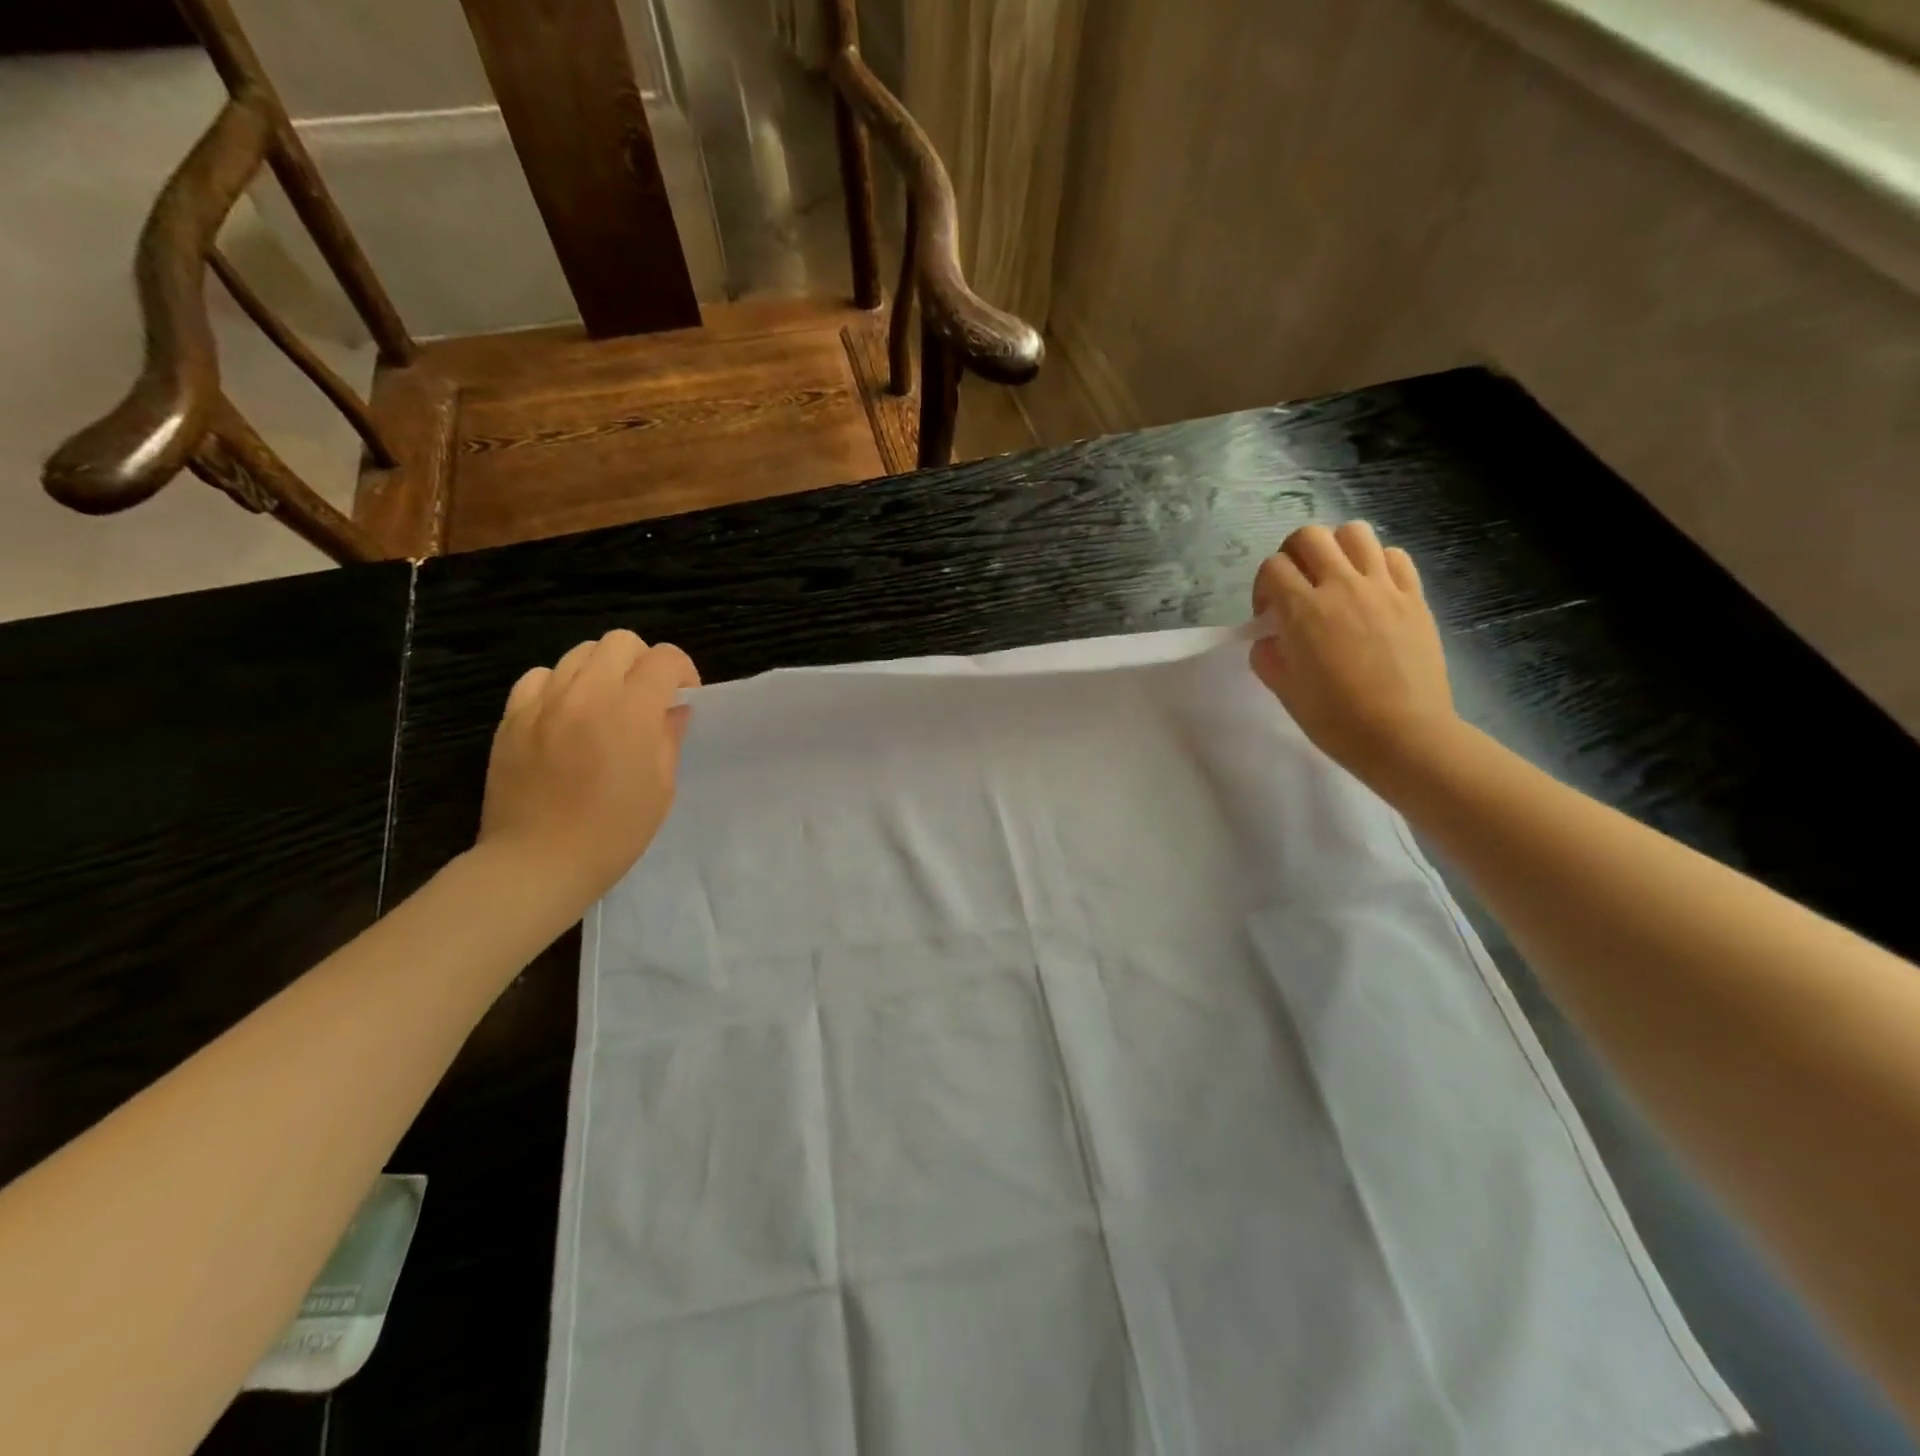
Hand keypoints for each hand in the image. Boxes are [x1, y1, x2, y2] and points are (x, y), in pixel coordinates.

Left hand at [477, 629, 700, 910]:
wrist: (538, 862)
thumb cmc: (614, 831)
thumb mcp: (661, 787)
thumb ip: (668, 737)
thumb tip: (672, 710)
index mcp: (630, 712)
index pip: (663, 659)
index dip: (681, 671)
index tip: (682, 696)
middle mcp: (586, 694)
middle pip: (620, 642)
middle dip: (642, 662)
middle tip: (645, 697)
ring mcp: (543, 703)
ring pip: (578, 654)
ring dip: (602, 671)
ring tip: (604, 705)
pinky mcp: (512, 718)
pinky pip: (539, 678)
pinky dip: (559, 686)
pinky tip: (565, 715)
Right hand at [1250, 522, 1460, 784]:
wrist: (1403, 735)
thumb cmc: (1336, 719)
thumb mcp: (1285, 691)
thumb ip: (1268, 656)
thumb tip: (1270, 640)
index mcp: (1303, 611)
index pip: (1272, 568)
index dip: (1263, 587)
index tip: (1268, 616)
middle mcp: (1342, 587)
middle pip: (1309, 536)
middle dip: (1293, 555)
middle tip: (1296, 586)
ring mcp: (1383, 588)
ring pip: (1355, 533)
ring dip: (1336, 548)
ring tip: (1335, 578)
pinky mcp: (1414, 597)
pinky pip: (1394, 556)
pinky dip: (1376, 562)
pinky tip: (1371, 588)